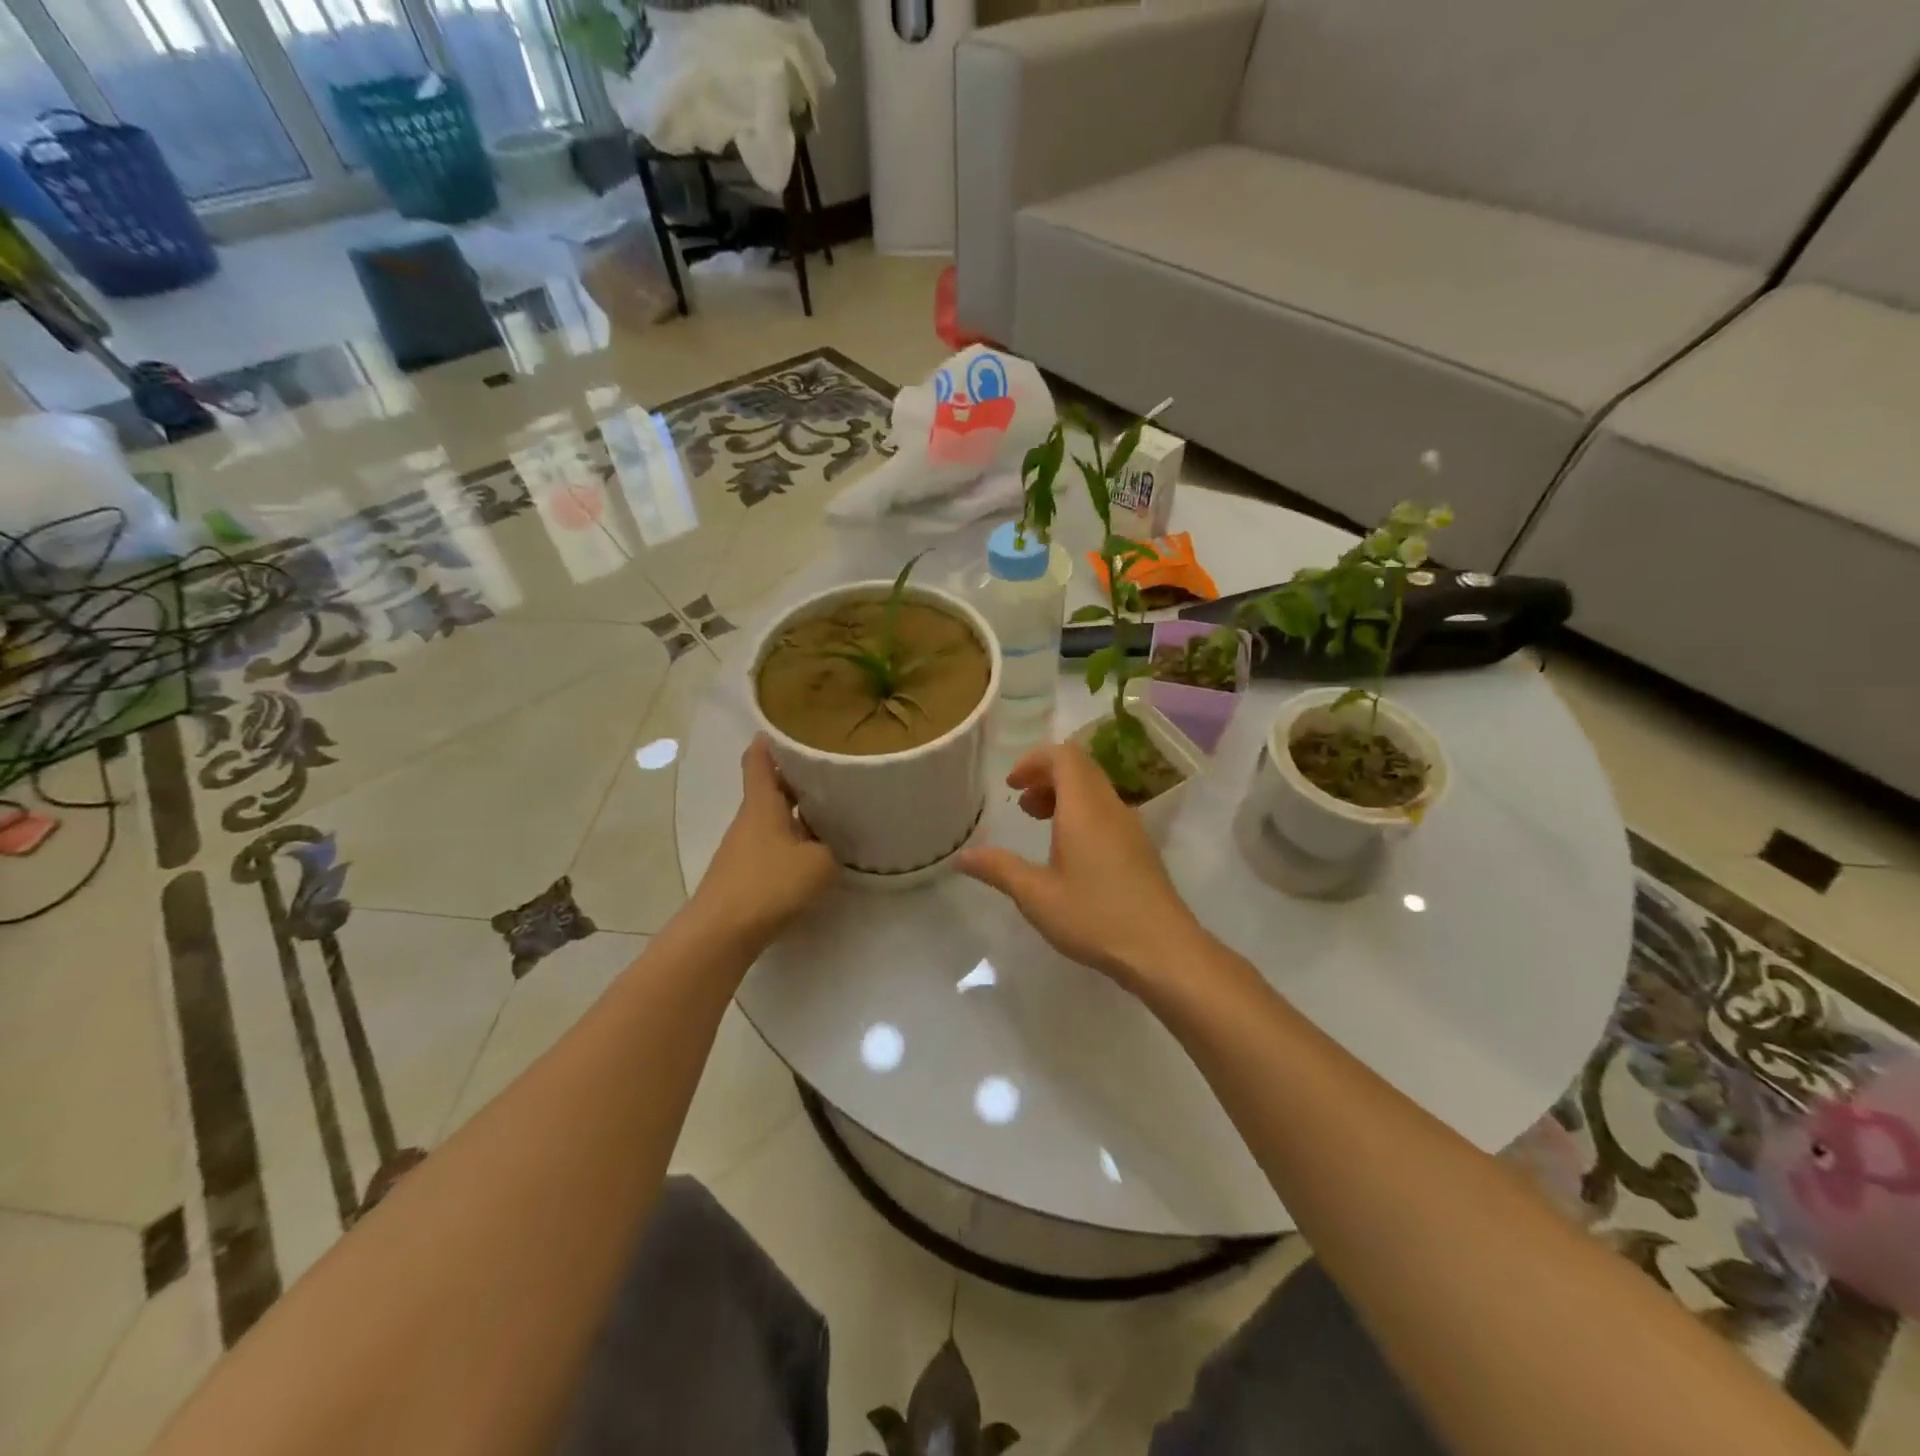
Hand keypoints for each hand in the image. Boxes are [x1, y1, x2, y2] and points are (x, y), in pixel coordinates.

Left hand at [693, 736, 835, 942]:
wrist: (721, 933)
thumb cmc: (769, 885)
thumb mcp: (819, 864)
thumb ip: (831, 849)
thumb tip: (827, 847)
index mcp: (762, 804)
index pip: (759, 761)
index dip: (769, 742)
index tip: (787, 729)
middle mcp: (749, 820)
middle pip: (769, 789)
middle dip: (795, 779)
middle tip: (829, 773)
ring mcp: (742, 848)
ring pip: (772, 819)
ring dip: (795, 814)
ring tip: (830, 813)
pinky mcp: (743, 874)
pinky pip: (771, 846)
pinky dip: (791, 842)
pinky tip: (813, 855)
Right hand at [957, 742, 1206, 988]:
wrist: (1163, 950)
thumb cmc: (1095, 916)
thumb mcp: (1036, 895)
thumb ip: (998, 869)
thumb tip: (961, 857)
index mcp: (1085, 808)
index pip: (1064, 756)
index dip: (1034, 761)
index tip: (1012, 785)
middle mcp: (1110, 807)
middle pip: (1081, 768)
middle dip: (1047, 777)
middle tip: (1022, 804)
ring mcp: (1131, 827)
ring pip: (1096, 790)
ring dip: (1065, 796)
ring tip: (1040, 824)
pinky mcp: (1141, 848)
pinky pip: (1107, 812)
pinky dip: (1082, 814)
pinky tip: (1069, 853)